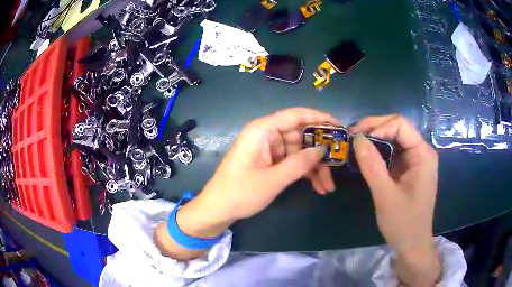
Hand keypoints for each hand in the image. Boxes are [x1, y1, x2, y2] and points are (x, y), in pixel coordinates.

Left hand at [155, 108, 338, 259]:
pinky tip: (318, 186)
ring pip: (300, 152)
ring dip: (315, 168)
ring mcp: (269, 149)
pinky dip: (304, 173)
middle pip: (301, 136)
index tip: (339, 126)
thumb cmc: (240, 192)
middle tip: (339, 163)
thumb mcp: (273, 180)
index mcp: (263, 130)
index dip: (319, 117)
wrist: (218, 209)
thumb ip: (299, 163)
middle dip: (320, 152)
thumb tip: (322, 150)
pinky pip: (292, 162)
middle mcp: (267, 135)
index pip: (296, 115)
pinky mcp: (270, 162)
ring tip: (329, 186)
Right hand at [349, 115, 440, 285]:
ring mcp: (415, 161)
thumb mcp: (385, 196)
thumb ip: (372, 166)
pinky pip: (393, 153)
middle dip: (374, 130)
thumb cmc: (403, 223)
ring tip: (355, 146)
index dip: (378, 126)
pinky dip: (378, 152)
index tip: (358, 140)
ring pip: (394, 139)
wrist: (412, 244)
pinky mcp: (408, 170)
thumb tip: (356, 139)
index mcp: (423, 154)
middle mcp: (421, 152)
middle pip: (397, 128)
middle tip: (351, 137)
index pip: (400, 124)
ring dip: (374, 140)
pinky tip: (365, 158)